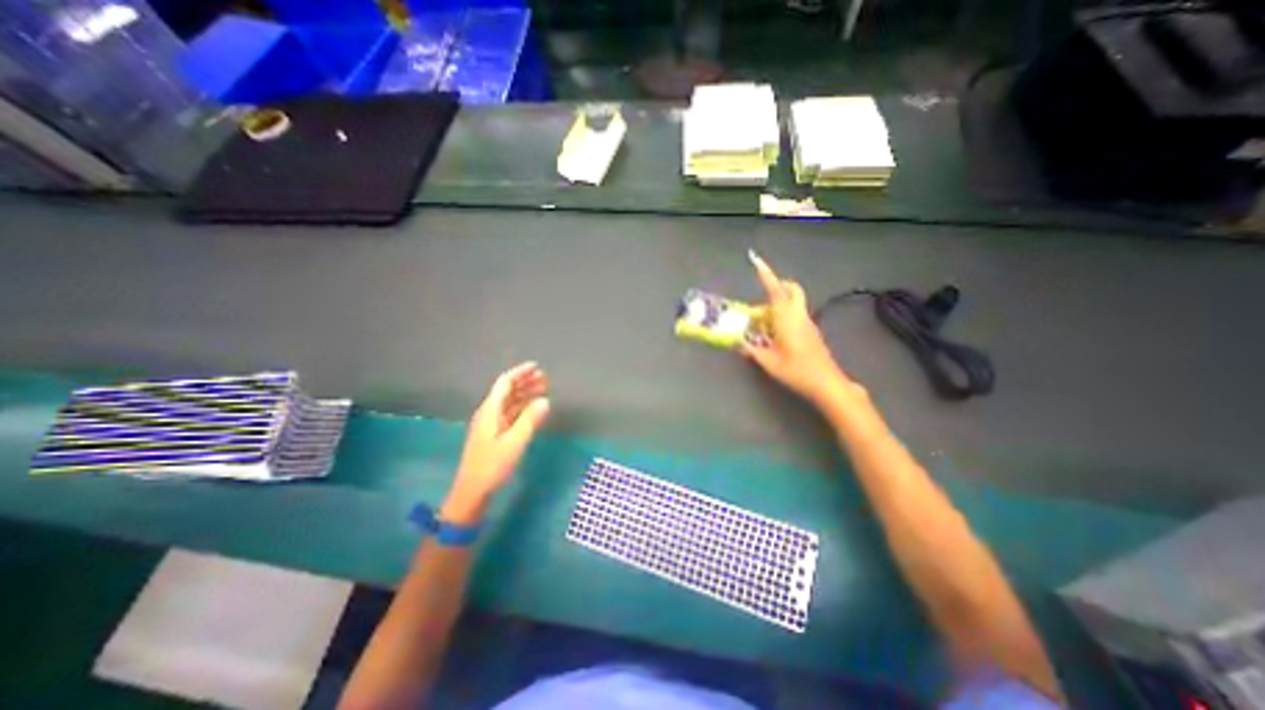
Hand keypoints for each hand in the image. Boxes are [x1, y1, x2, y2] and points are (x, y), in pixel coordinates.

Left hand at [440, 365, 549, 522]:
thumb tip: (545, 400)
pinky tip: (533, 410)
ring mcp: (491, 424)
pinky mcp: (494, 434)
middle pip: (507, 391)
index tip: (537, 367)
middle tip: (545, 378)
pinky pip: (510, 413)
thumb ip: (530, 420)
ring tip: (543, 390)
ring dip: (525, 394)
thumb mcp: (514, 442)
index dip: (520, 373)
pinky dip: (523, 407)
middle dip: (525, 382)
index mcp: (490, 410)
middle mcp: (489, 413)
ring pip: (509, 402)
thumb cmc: (492, 465)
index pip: (505, 383)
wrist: (472, 491)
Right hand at [744, 249, 860, 408]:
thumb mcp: (769, 362)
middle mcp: (799, 315)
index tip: (755, 258)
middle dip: (776, 286)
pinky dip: (783, 316)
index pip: (775, 289)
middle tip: (760, 297)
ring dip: (777, 304)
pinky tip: (773, 334)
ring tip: (761, 322)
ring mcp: (808, 322)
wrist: (827, 383)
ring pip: (793, 302)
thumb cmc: (797, 370)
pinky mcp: (811, 331)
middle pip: (791, 290)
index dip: (765, 273)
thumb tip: (738, 343)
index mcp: (787, 318)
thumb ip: (752, 350)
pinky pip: (795, 314)